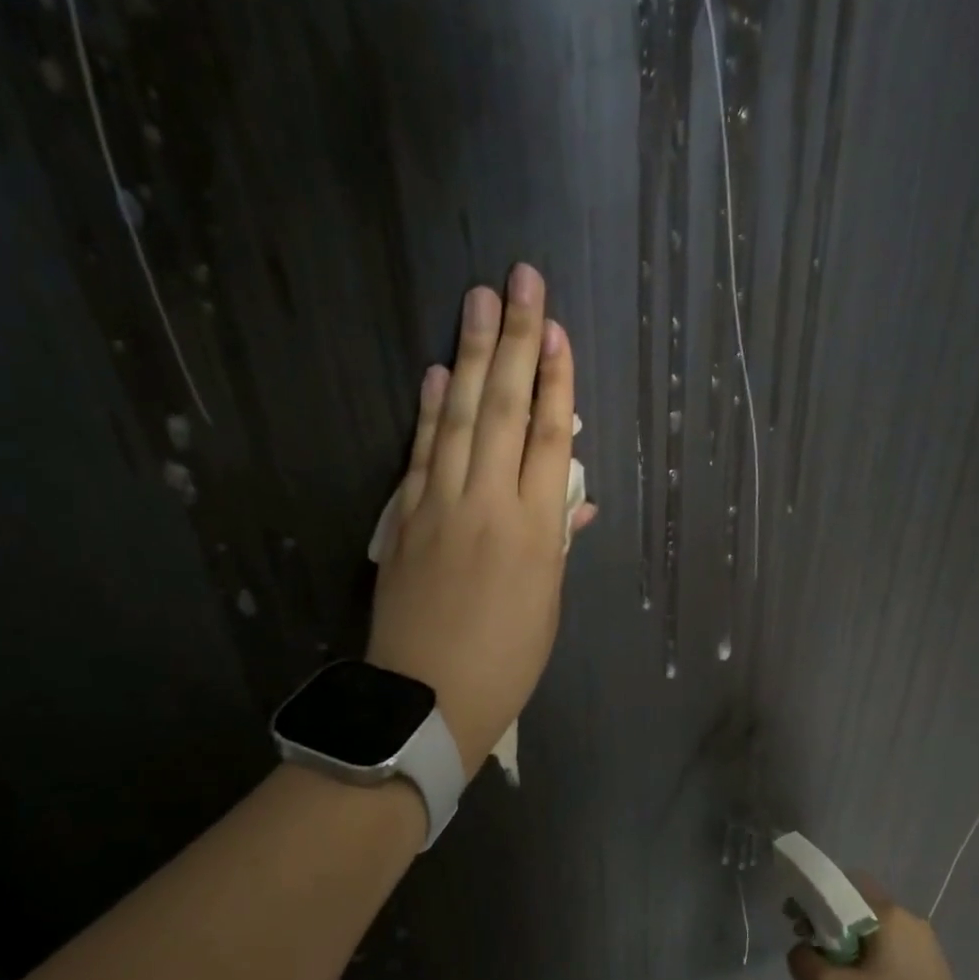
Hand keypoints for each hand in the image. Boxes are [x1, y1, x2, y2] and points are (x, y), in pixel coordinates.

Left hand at [367, 264, 596, 776]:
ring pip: (460, 418)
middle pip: (506, 410)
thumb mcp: (548, 604)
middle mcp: (490, 504)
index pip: (552, 438)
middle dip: (517, 342)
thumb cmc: (506, 660)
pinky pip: (421, 453)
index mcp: (537, 530)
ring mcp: (441, 506)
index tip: (558, 332)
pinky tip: (436, 375)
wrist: (428, 698)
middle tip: (521, 282)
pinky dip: (429, 411)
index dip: (558, 381)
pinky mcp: (406, 518)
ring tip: (479, 302)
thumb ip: (558, 542)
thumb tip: (572, 498)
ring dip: (470, 357)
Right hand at [788, 880, 978, 979]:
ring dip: (845, 957)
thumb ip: (803, 960)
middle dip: (827, 930)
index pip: (844, 884)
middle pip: (857, 912)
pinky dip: (865, 974)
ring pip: (871, 940)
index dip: (813, 898)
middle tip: (808, 958)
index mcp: (890, 916)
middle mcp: (911, 924)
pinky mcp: (930, 979)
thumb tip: (803, 951)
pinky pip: (887, 962)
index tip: (794, 923)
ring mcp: (925, 952)